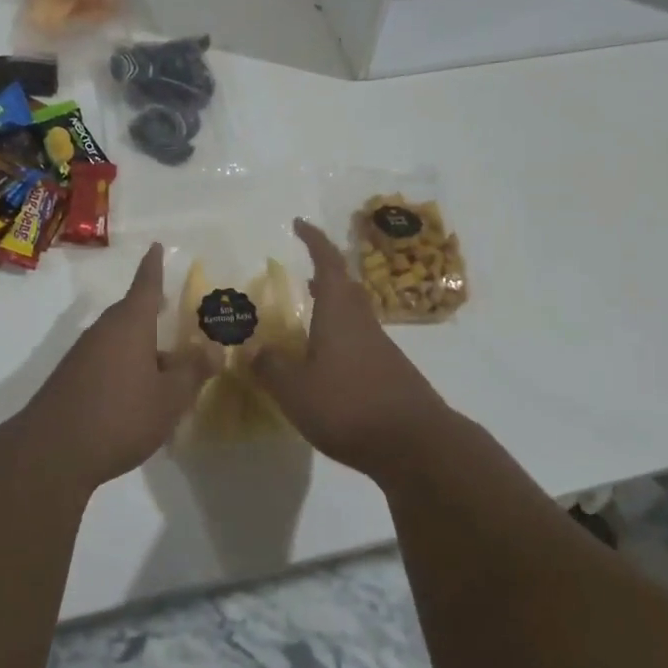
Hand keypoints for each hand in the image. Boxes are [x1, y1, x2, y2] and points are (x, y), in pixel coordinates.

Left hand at [19, 243, 217, 489]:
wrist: (52, 453)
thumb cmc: (120, 416)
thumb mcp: (169, 398)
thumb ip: (193, 372)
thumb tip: (215, 349)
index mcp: (130, 324)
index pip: (145, 285)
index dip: (153, 267)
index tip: (155, 246)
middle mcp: (104, 331)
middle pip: (132, 315)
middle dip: (153, 315)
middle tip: (173, 315)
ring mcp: (83, 355)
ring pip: (120, 341)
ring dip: (142, 349)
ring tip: (167, 370)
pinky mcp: (71, 379)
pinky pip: (107, 362)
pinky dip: (126, 368)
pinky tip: (138, 397)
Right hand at [253, 219, 451, 476]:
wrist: (416, 444)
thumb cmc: (349, 406)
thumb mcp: (295, 390)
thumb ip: (270, 367)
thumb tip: (251, 349)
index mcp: (339, 314)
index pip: (327, 263)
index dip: (314, 240)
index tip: (299, 224)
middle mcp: (362, 322)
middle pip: (345, 287)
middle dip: (323, 275)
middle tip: (302, 275)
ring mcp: (381, 348)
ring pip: (353, 315)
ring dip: (332, 308)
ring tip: (308, 320)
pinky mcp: (390, 373)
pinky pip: (360, 341)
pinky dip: (340, 338)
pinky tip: (327, 364)